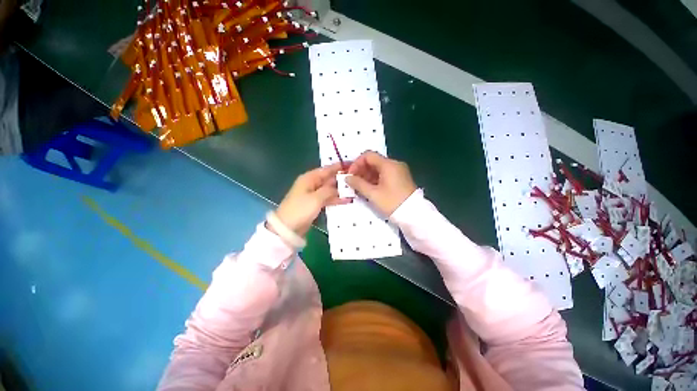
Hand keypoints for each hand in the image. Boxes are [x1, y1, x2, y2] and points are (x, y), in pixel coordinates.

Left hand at [273, 163, 349, 236]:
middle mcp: (311, 184)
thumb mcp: (316, 198)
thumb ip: (329, 190)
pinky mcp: (314, 204)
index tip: (350, 165)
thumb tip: (338, 187)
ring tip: (353, 190)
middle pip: (328, 179)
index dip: (338, 167)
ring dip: (339, 191)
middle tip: (355, 180)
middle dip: (340, 180)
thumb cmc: (301, 209)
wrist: (287, 227)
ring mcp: (312, 195)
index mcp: (309, 178)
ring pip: (328, 189)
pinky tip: (346, 200)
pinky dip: (335, 199)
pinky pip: (326, 198)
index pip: (326, 169)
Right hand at [346, 151, 416, 215]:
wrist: (414, 214)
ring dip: (367, 176)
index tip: (350, 175)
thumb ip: (358, 184)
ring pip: (378, 168)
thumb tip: (347, 178)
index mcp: (388, 164)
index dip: (356, 163)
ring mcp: (398, 171)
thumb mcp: (373, 194)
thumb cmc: (392, 202)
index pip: (368, 155)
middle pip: (373, 161)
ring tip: (359, 187)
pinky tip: (369, 189)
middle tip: (353, 182)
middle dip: (361, 170)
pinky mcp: (400, 178)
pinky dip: (375, 179)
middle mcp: (394, 164)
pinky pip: (384, 174)